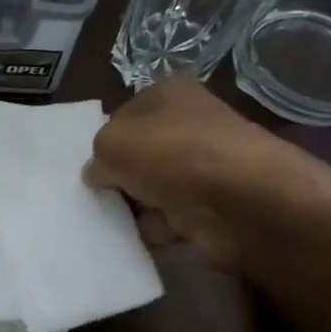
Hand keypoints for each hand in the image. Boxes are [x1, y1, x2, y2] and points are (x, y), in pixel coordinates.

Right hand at [84, 77, 330, 270]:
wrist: (242, 203)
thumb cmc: (173, 156)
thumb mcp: (112, 144)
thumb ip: (96, 156)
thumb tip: (98, 175)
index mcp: (169, 94)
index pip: (122, 114)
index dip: (102, 139)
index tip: (88, 165)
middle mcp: (190, 125)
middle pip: (137, 153)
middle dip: (115, 175)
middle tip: (91, 195)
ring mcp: (203, 167)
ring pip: (150, 187)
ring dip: (131, 206)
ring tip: (105, 220)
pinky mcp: (211, 207)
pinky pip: (167, 218)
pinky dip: (152, 229)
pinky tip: (132, 238)